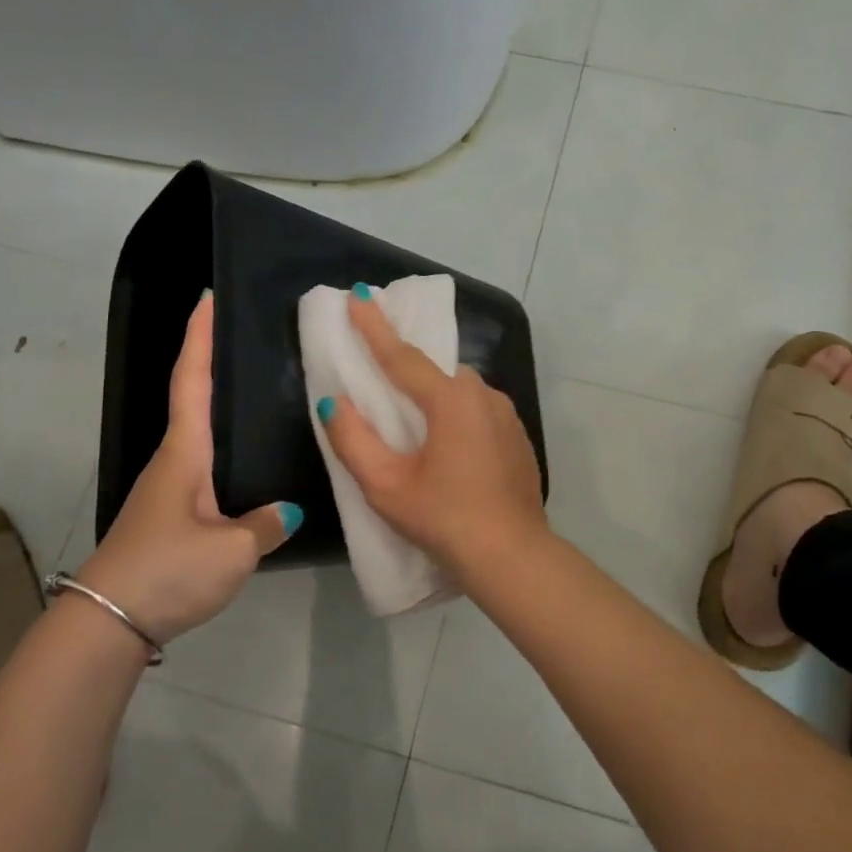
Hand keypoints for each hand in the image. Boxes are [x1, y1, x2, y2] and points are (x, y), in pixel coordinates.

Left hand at [79, 293, 296, 643]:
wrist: (107, 624)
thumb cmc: (168, 570)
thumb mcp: (232, 551)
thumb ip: (265, 525)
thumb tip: (287, 511)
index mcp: (184, 454)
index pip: (193, 382)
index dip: (200, 338)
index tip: (207, 299)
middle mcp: (173, 462)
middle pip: (193, 400)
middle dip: (213, 363)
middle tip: (251, 339)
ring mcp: (168, 492)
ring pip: (201, 438)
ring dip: (221, 409)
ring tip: (262, 395)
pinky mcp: (171, 519)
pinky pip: (206, 471)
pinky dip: (226, 453)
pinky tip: (250, 467)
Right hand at [320, 294, 548, 586]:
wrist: (512, 556)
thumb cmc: (444, 519)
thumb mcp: (386, 486)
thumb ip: (353, 440)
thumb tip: (332, 402)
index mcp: (451, 400)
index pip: (402, 355)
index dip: (375, 326)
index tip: (358, 295)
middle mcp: (483, 396)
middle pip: (436, 371)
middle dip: (408, 367)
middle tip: (382, 373)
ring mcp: (507, 416)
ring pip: (461, 391)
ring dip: (435, 395)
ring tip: (414, 422)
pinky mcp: (518, 437)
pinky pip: (479, 412)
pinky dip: (458, 416)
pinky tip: (450, 447)